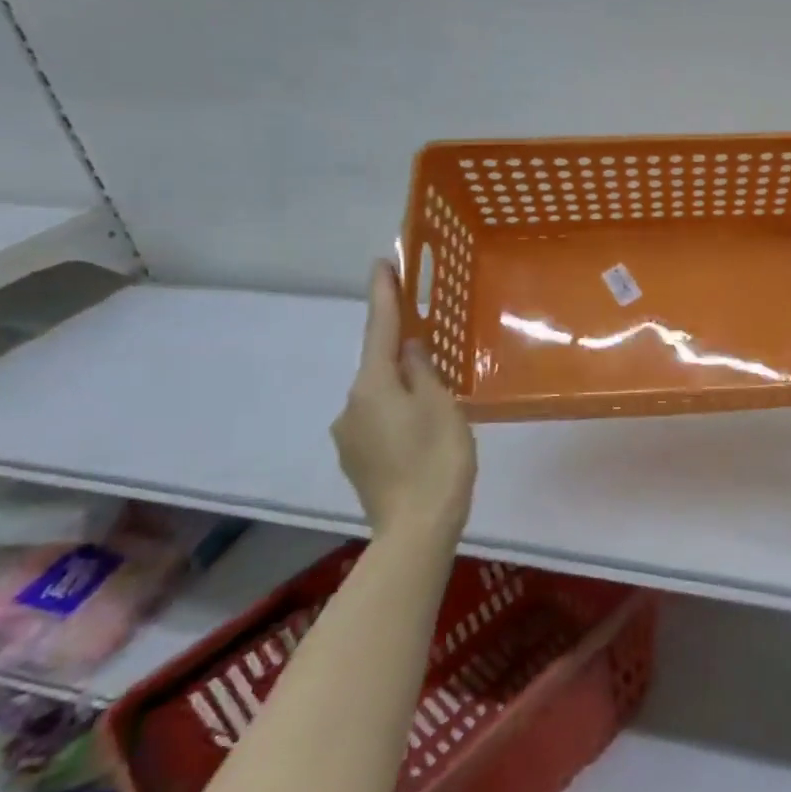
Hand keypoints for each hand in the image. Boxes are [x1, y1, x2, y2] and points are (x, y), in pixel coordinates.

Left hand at [330, 260, 476, 545]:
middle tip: (430, 343)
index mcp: (373, 386)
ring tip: (436, 403)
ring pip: (380, 397)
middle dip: (400, 351)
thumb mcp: (442, 406)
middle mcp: (351, 405)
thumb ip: (423, 371)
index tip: (381, 262)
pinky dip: (399, 416)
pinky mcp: (356, 460)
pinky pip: (379, 422)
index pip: (379, 329)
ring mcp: (349, 436)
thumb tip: (409, 349)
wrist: (415, 529)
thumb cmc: (437, 459)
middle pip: (379, 366)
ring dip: (402, 390)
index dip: (383, 295)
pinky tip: (421, 432)